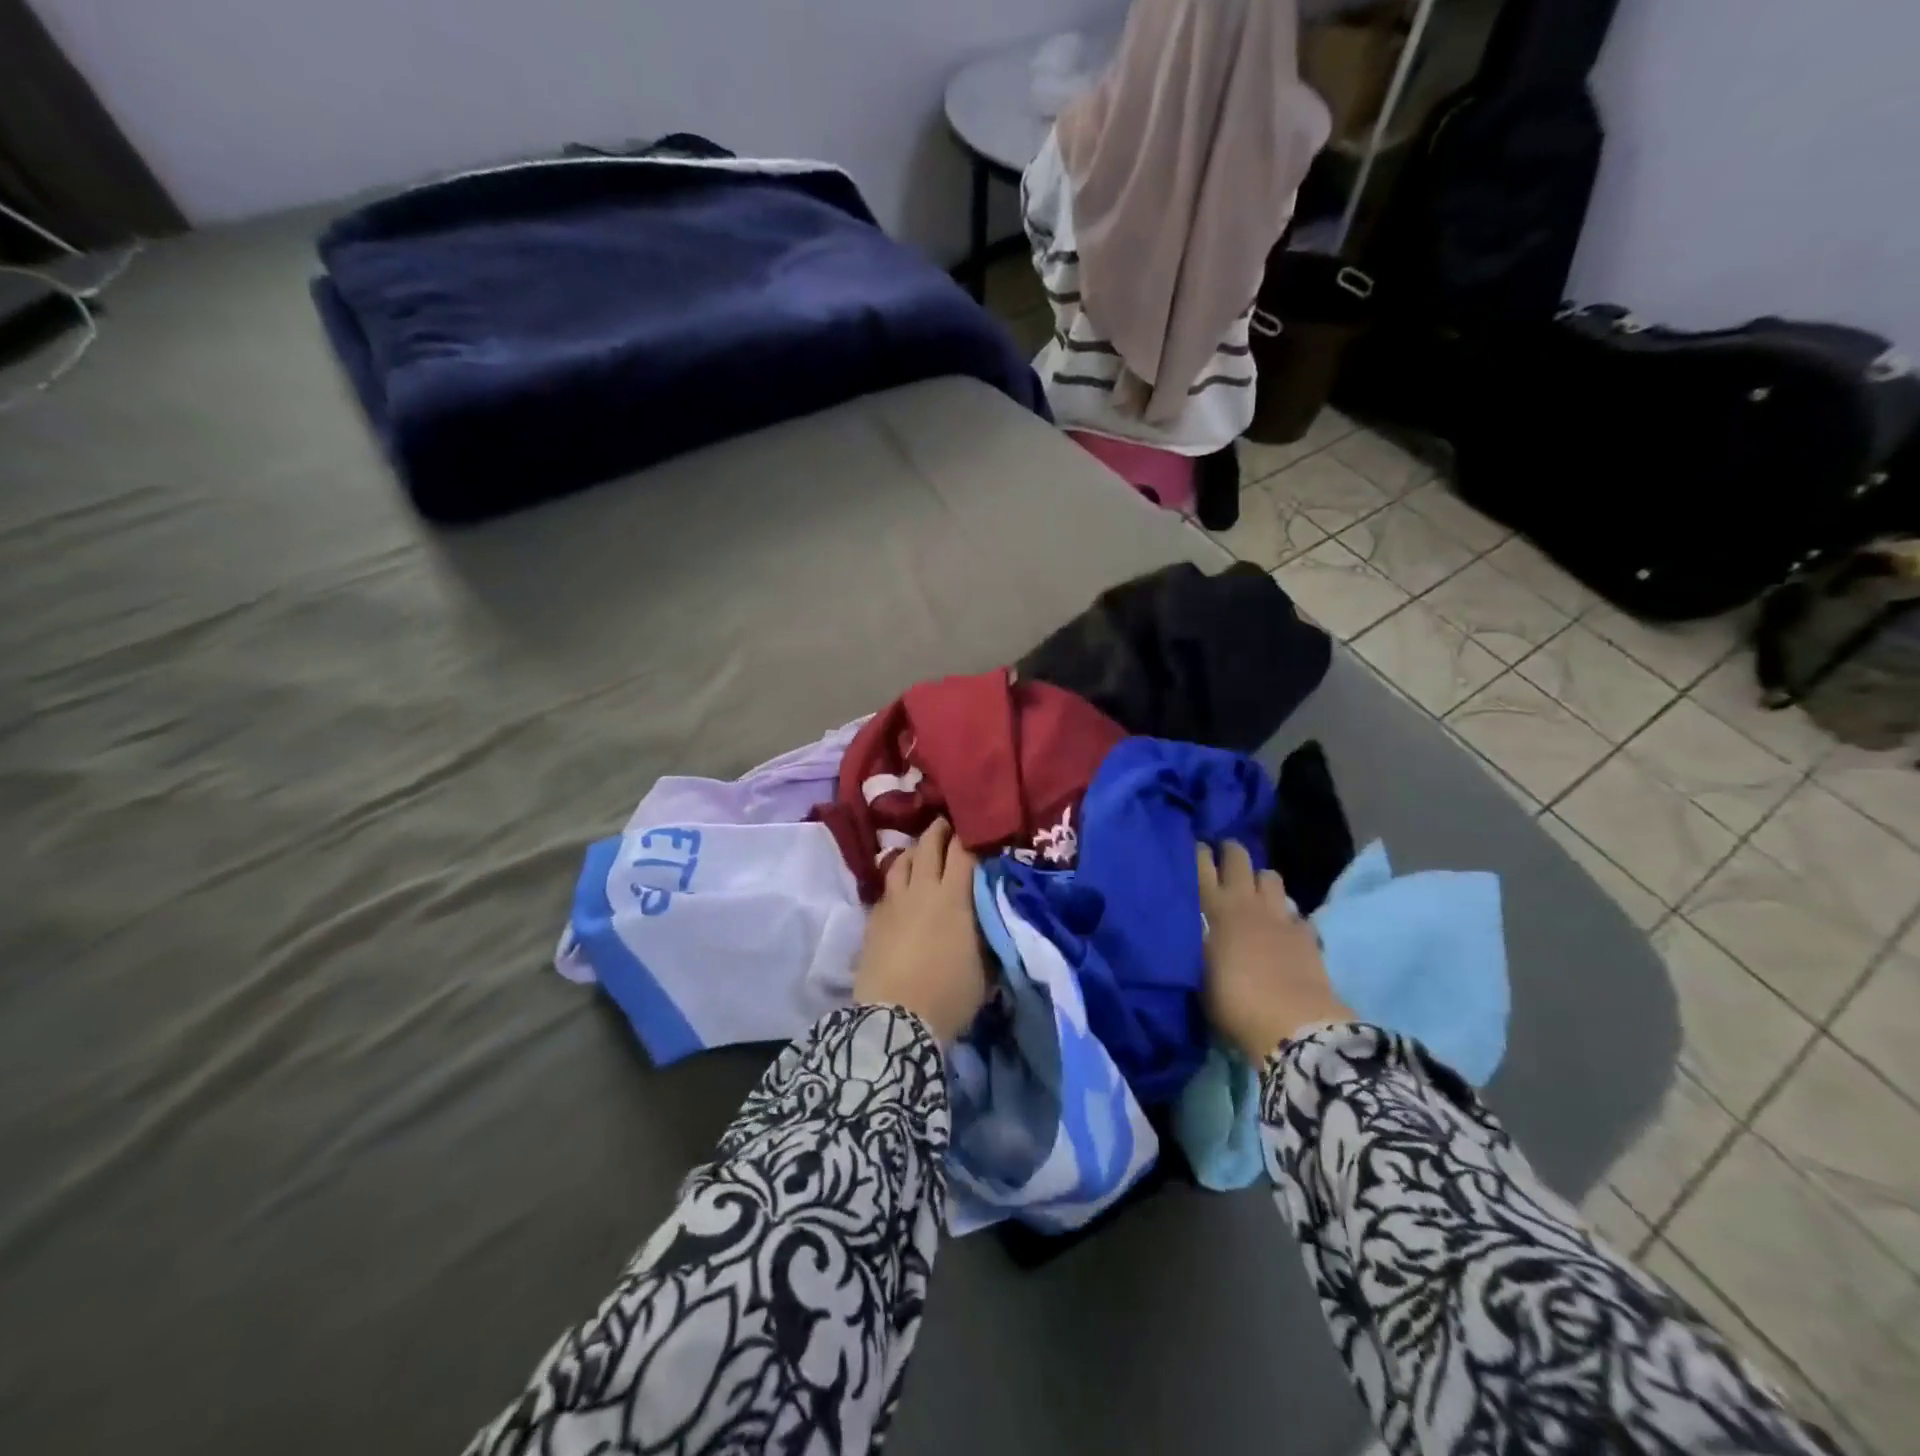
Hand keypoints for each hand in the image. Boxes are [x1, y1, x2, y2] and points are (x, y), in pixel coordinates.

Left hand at [853, 819, 991, 1041]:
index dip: (971, 835)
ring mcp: (894, 902)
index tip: (979, 828)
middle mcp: (922, 890)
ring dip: (914, 851)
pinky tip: (901, 888)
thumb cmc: (949, 996)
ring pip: (902, 860)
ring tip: (922, 851)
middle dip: (939, 830)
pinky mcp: (874, 919)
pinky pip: (887, 887)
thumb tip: (994, 917)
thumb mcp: (985, 967)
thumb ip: (989, 934)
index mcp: (954, 898)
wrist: (896, 1020)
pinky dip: (897, 879)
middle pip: (928, 845)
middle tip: (948, 824)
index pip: (963, 852)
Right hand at [1198, 842, 1352, 1063]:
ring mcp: (1280, 915)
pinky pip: (1294, 910)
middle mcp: (1247, 903)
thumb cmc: (1234, 1002)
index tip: (1196, 847)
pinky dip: (1286, 913)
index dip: (1199, 853)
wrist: (1293, 1024)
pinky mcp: (1306, 933)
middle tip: (1224, 855)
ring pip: (1271, 877)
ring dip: (1261, 879)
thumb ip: (1196, 945)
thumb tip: (1194, 931)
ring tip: (1254, 891)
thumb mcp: (1199, 973)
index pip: (1202, 867)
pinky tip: (1282, 926)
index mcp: (1215, 909)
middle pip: (1239, 859)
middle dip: (1231, 851)